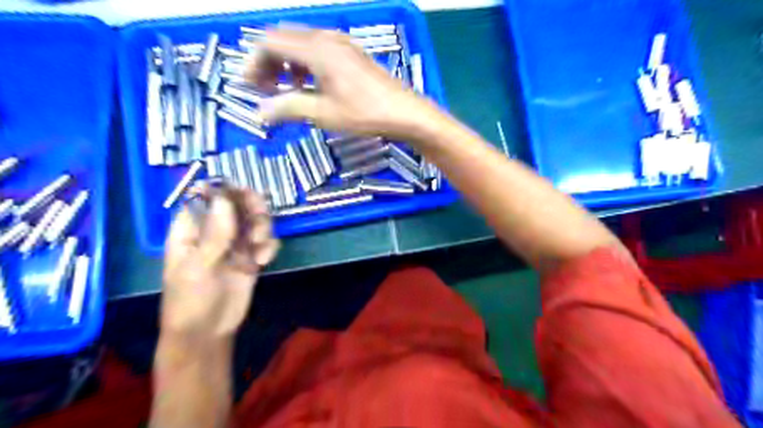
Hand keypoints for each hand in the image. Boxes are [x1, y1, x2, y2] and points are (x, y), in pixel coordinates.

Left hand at [161, 189, 278, 339]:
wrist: (208, 332)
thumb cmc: (190, 299)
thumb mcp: (198, 267)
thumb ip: (214, 234)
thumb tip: (225, 199)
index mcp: (191, 229)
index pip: (206, 197)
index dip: (223, 190)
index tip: (240, 192)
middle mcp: (215, 231)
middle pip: (237, 204)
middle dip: (252, 208)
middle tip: (259, 218)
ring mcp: (235, 243)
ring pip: (255, 220)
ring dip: (263, 228)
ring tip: (259, 247)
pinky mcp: (251, 257)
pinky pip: (266, 241)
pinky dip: (269, 247)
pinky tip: (263, 261)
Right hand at [248, 25, 444, 139]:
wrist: (404, 112)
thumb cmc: (364, 113)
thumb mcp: (323, 114)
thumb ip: (288, 108)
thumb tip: (260, 112)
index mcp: (316, 49)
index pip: (269, 42)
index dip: (254, 62)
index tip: (251, 87)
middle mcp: (327, 38)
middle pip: (283, 39)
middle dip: (268, 62)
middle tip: (266, 89)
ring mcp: (342, 43)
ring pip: (301, 44)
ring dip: (287, 63)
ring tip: (289, 90)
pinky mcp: (352, 53)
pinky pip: (319, 50)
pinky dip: (306, 64)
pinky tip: (312, 86)